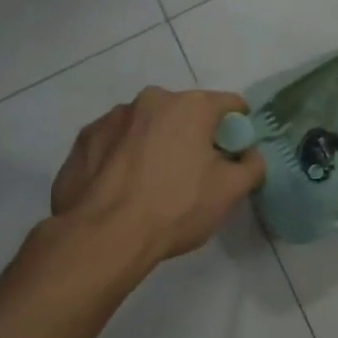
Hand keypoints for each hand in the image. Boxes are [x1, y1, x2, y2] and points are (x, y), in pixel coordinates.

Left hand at [48, 87, 265, 271]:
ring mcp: (113, 117)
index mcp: (192, 106)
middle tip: (193, 174)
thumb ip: (252, 165)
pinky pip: (116, 141)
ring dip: (156, 143)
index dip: (237, 129)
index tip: (233, 155)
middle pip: (185, 113)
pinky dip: (124, 156)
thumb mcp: (231, 191)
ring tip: (151, 183)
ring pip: (148, 126)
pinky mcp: (84, 138)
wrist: (102, 237)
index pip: (230, 105)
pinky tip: (123, 186)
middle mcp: (152, 99)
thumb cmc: (176, 208)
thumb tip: (248, 154)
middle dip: (193, 136)